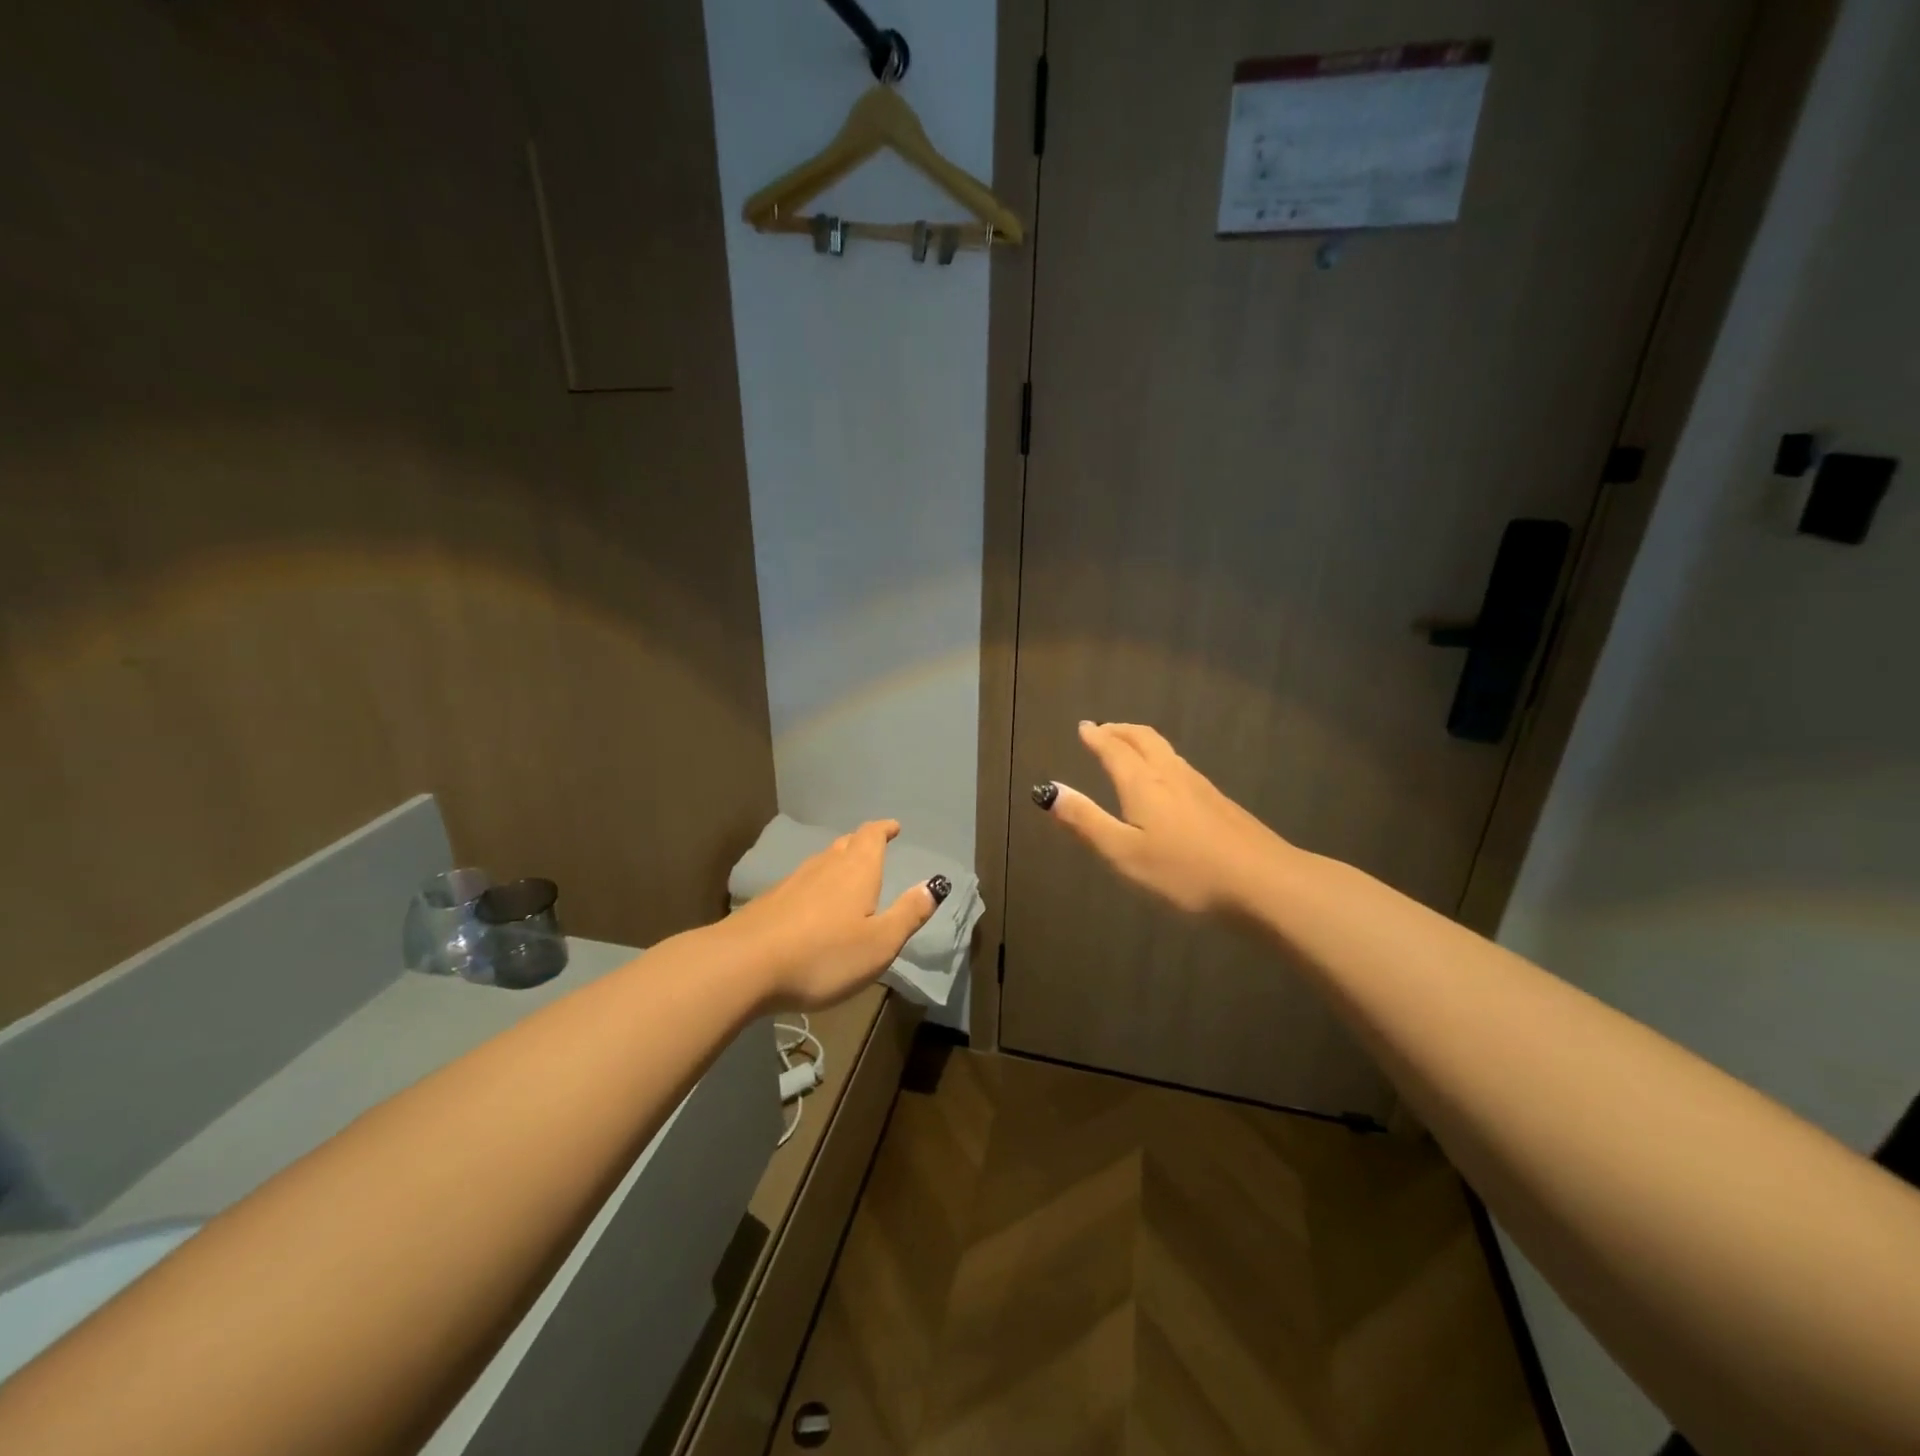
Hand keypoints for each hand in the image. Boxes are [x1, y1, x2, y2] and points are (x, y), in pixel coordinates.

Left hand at [726, 819, 943, 1009]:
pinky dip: (815, 885)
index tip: (893, 827)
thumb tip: (934, 885)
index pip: (872, 836)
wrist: (744, 965)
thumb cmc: (823, 955)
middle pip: (846, 844)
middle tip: (874, 847)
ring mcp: (792, 882)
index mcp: (857, 870)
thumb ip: (908, 914)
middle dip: (862, 843)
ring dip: (838, 862)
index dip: (883, 829)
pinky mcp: (769, 902)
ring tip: (847, 873)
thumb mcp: (879, 943)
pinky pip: (801, 883)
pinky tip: (812, 904)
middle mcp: (825, 866)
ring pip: (822, 862)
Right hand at [1036, 722, 1295, 915]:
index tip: (1084, 727)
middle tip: (1104, 730)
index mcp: (1143, 784)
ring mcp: (1201, 787)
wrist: (1263, 883)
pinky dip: (1162, 760)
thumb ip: (1086, 821)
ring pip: (1166, 751)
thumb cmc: (1185, 871)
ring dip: (1142, 742)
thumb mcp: (1124, 853)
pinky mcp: (1220, 803)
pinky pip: (1182, 767)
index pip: (1114, 750)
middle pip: (1144, 739)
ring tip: (1129, 748)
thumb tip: (1049, 790)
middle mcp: (1171, 775)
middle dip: (1121, 731)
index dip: (1097, 737)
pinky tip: (1168, 781)